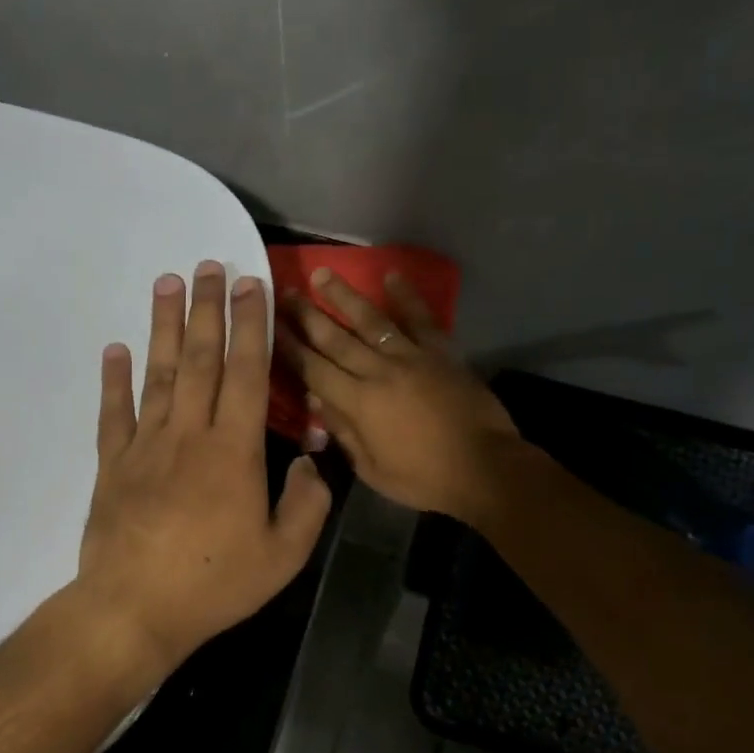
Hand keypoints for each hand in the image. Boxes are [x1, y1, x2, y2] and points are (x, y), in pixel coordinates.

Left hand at [75, 261, 330, 679]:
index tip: (251, 285)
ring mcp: (145, 447)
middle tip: (209, 265)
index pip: (246, 374)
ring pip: (158, 375)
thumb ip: (307, 504)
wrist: (135, 609)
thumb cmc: (215, 583)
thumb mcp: (284, 556)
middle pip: (200, 360)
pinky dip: (114, 379)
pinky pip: (114, 413)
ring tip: (167, 283)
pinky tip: (116, 349)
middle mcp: (189, 435)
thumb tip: (310, 461)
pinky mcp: (112, 465)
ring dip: (164, 327)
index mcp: (234, 452)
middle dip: (208, 310)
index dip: (251, 327)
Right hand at [278, 268, 520, 520]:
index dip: (290, 348)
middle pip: (336, 338)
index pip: (314, 370)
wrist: (484, 467)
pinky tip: (390, 276)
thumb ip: (344, 433)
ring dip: (345, 297)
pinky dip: (406, 297)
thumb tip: (316, 400)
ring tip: (322, 274)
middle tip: (284, 292)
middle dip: (307, 315)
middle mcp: (379, 371)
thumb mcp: (372, 469)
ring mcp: (412, 357)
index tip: (269, 327)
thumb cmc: (423, 478)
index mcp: (359, 403)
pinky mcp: (441, 353)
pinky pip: (421, 319)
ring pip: (372, 321)